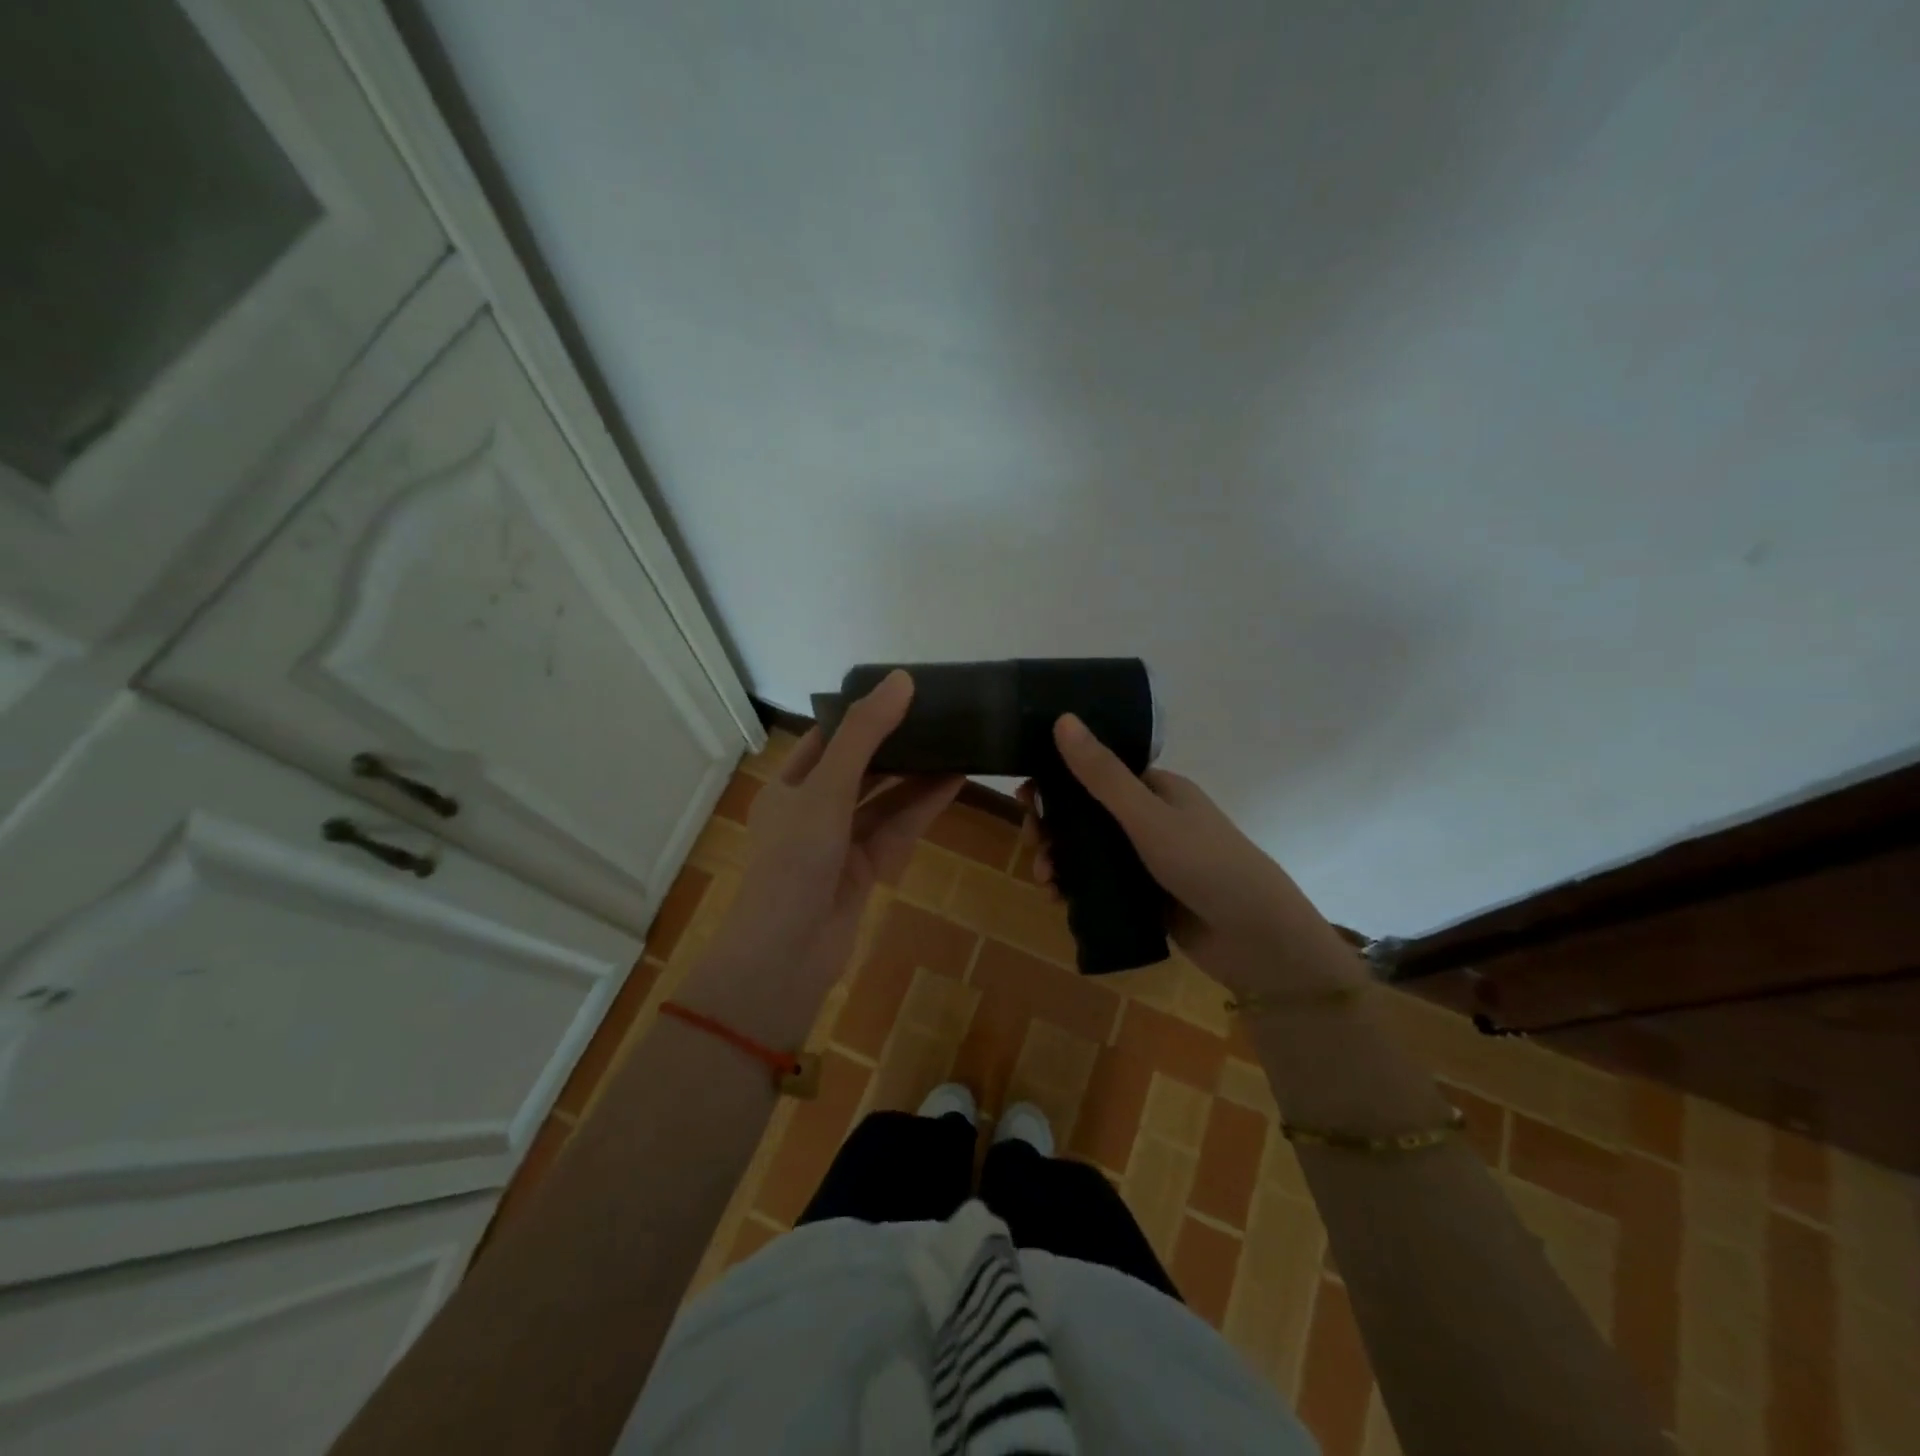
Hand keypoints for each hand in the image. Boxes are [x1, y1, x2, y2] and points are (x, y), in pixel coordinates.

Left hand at [686, 671, 961, 1042]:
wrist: (787, 956)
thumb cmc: (795, 860)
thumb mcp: (826, 788)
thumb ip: (864, 735)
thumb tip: (901, 679)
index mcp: (788, 786)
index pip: (828, 739)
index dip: (863, 715)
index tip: (903, 692)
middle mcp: (811, 810)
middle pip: (860, 767)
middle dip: (896, 744)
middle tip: (939, 715)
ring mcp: (839, 842)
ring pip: (883, 799)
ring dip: (916, 775)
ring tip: (956, 742)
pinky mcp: (864, 870)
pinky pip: (896, 829)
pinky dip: (922, 806)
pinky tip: (954, 781)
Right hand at [1023, 714, 1357, 995]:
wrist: (1257, 940)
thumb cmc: (1206, 864)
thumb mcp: (1148, 817)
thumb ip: (1102, 774)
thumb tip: (1063, 719)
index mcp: (1155, 789)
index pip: (1095, 771)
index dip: (1058, 779)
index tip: (1025, 796)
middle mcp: (1150, 819)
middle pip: (1086, 814)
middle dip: (1052, 826)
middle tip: (1032, 842)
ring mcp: (1147, 859)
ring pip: (1089, 852)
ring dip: (1059, 860)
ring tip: (1045, 881)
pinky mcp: (1145, 896)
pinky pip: (1099, 885)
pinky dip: (1075, 888)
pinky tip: (1059, 900)